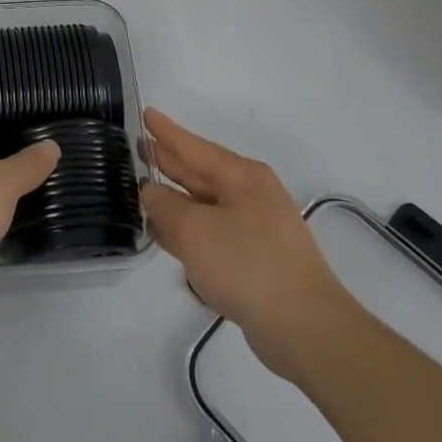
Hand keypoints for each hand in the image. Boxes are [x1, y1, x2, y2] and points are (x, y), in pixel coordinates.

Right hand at [139, 109, 350, 372]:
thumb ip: (164, 206)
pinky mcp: (256, 261)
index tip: (146, 112)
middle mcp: (252, 196)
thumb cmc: (248, 265)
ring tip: (142, 193)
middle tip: (135, 150)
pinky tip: (167, 237)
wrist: (306, 329)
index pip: (194, 146)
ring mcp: (257, 229)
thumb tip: (150, 192)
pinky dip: (190, 232)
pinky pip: (213, 234)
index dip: (166, 131)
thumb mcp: (194, 231)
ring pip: (205, 206)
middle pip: (200, 174)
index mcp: (243, 177)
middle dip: (169, 163)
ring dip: (176, 201)